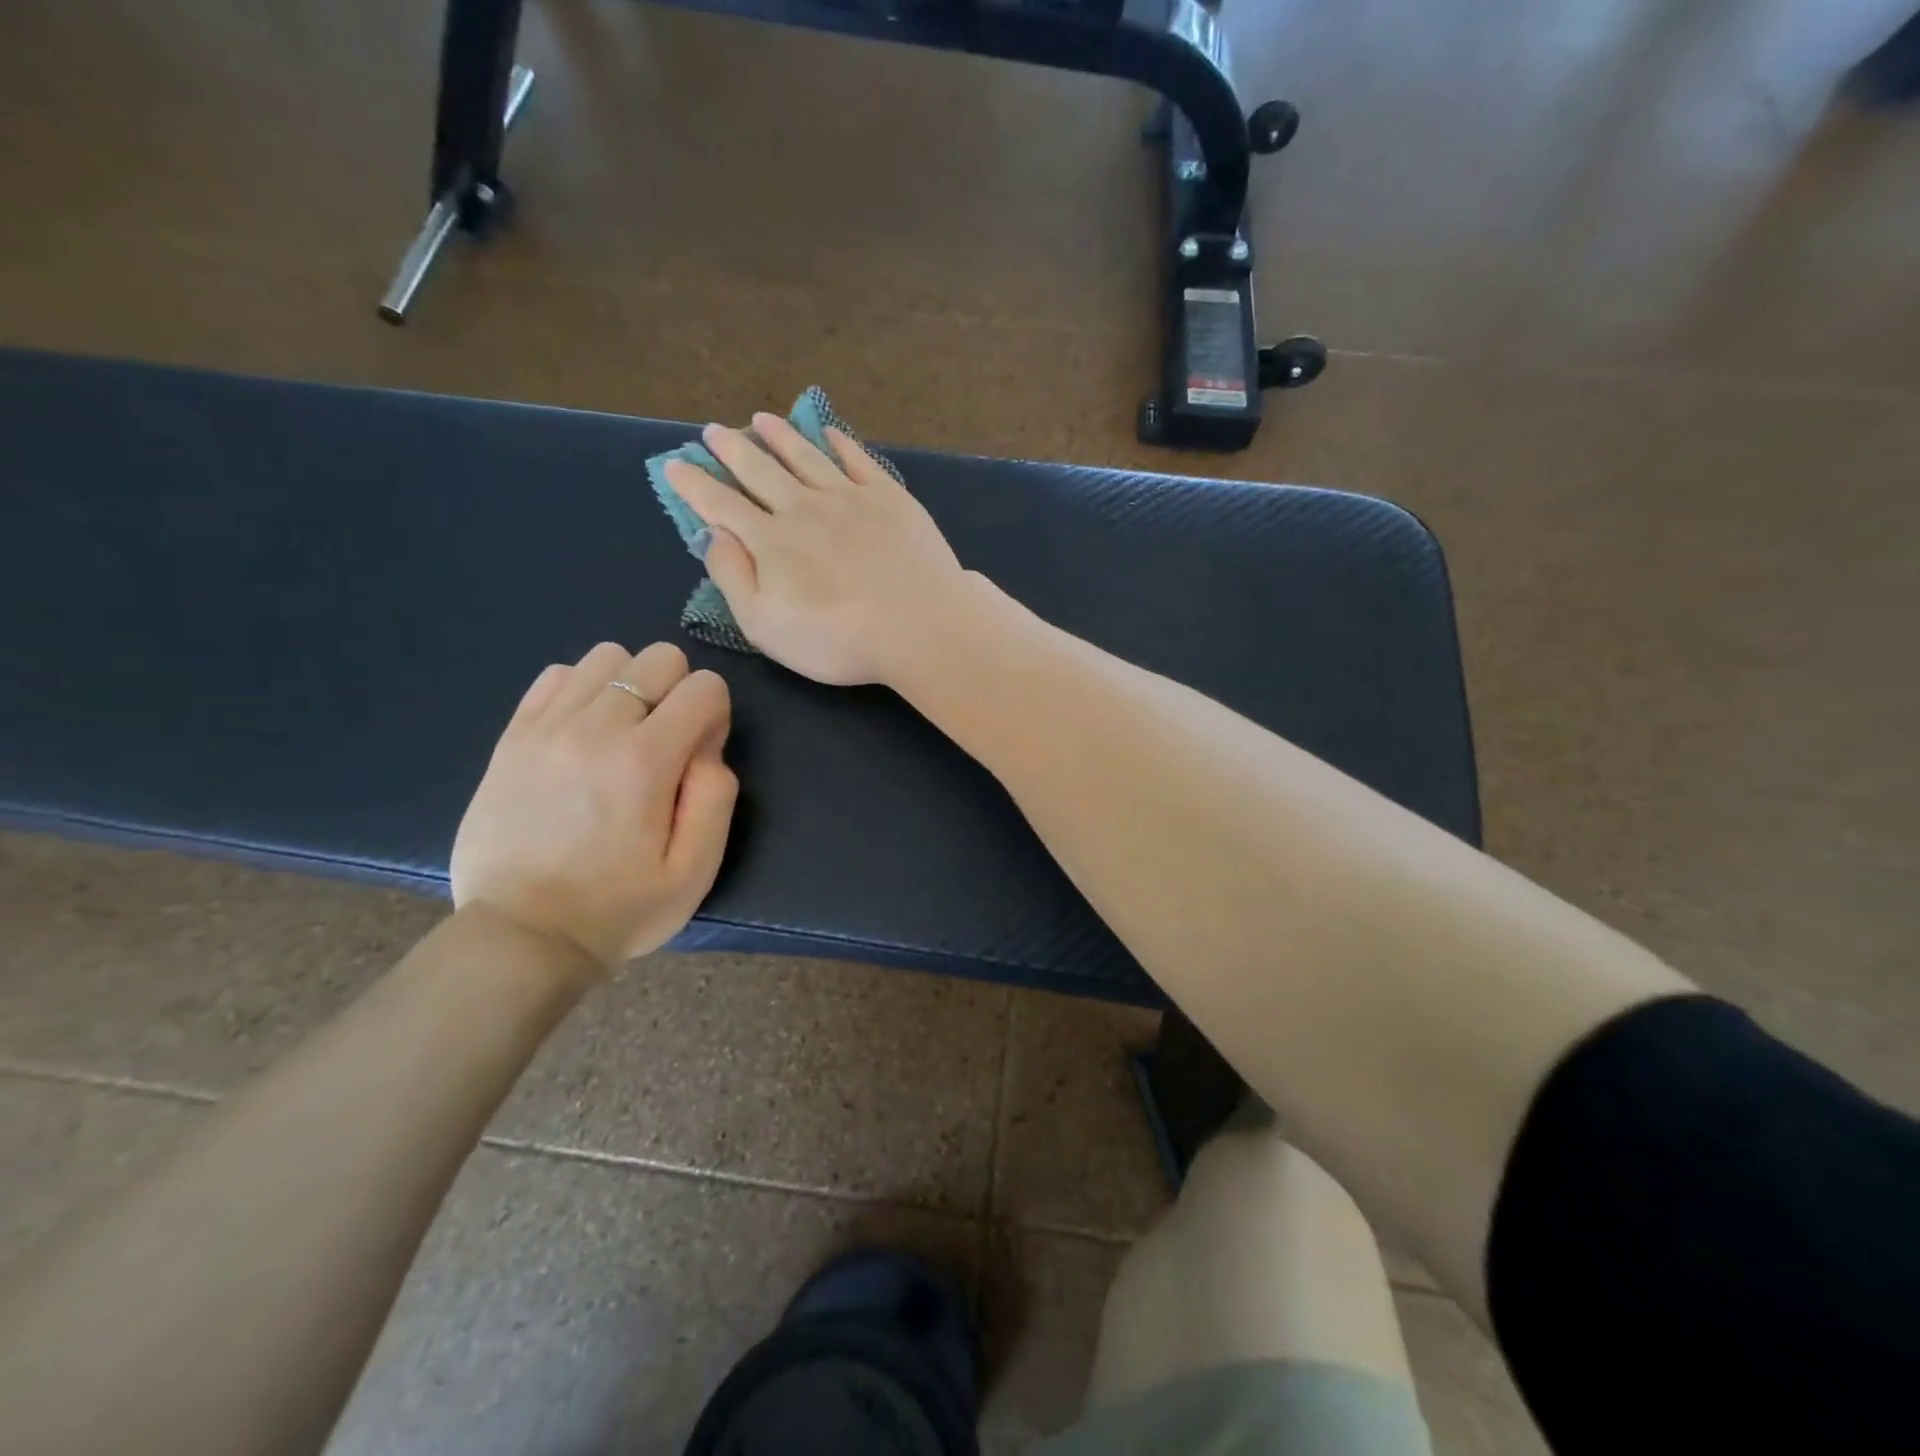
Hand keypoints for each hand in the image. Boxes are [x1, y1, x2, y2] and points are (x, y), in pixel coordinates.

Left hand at [451, 642, 737, 969]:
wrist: (521, 936)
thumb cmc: (620, 907)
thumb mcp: (695, 869)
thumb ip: (717, 794)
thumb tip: (706, 744)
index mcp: (646, 760)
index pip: (705, 686)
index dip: (715, 717)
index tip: (698, 758)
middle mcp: (596, 727)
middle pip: (659, 657)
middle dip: (678, 692)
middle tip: (664, 745)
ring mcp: (547, 727)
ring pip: (608, 656)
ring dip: (630, 686)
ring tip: (622, 735)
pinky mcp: (513, 736)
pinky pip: (557, 675)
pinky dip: (582, 690)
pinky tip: (583, 733)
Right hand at [664, 415, 969, 685]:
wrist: (921, 626)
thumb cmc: (838, 639)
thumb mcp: (766, 626)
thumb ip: (733, 577)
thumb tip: (714, 534)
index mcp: (770, 541)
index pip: (722, 505)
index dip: (695, 484)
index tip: (675, 463)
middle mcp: (804, 508)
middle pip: (760, 470)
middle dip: (732, 450)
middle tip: (714, 431)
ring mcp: (849, 497)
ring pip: (805, 456)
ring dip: (779, 436)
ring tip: (761, 420)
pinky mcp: (890, 497)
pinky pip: (857, 459)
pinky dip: (838, 442)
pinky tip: (827, 432)